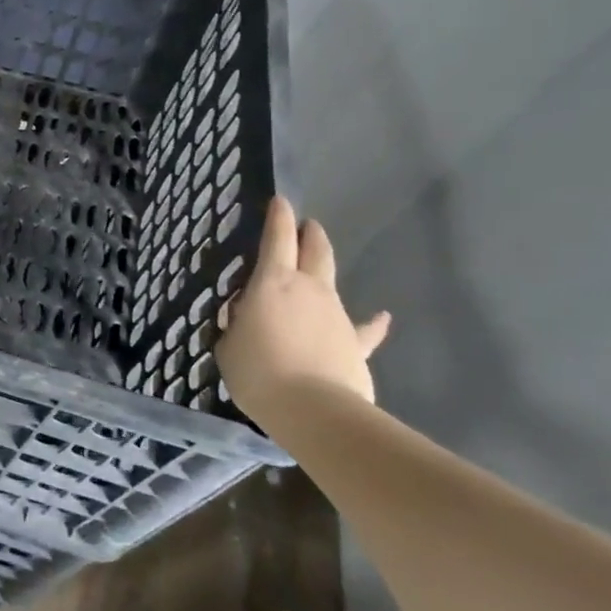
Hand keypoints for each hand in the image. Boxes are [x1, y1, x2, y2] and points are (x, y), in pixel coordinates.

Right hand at [217, 196, 390, 408]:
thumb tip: (245, 316)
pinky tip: (382, 317)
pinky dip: (372, 322)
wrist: (313, 409)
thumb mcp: (228, 344)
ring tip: (321, 265)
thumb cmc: (258, 370)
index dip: (278, 217)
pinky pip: (364, 329)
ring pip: (334, 282)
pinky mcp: (355, 344)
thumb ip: (237, 323)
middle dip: (310, 234)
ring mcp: (337, 315)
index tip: (279, 201)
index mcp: (272, 282)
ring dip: (325, 272)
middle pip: (315, 251)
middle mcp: (309, 289)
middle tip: (306, 225)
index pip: (277, 239)